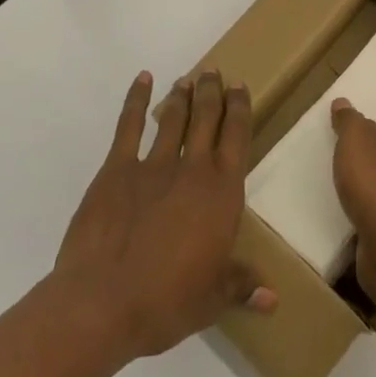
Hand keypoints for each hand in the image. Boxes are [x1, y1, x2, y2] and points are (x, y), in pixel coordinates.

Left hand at [51, 71, 275, 360]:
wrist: (102, 303)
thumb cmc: (165, 302)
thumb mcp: (212, 300)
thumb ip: (242, 286)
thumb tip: (274, 299)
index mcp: (222, 192)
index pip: (237, 136)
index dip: (240, 108)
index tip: (240, 87)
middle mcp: (193, 168)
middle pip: (207, 117)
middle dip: (212, 92)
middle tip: (213, 73)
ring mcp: (153, 165)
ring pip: (173, 118)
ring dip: (182, 95)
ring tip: (187, 80)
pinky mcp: (116, 169)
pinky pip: (128, 126)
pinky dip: (136, 101)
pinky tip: (143, 80)